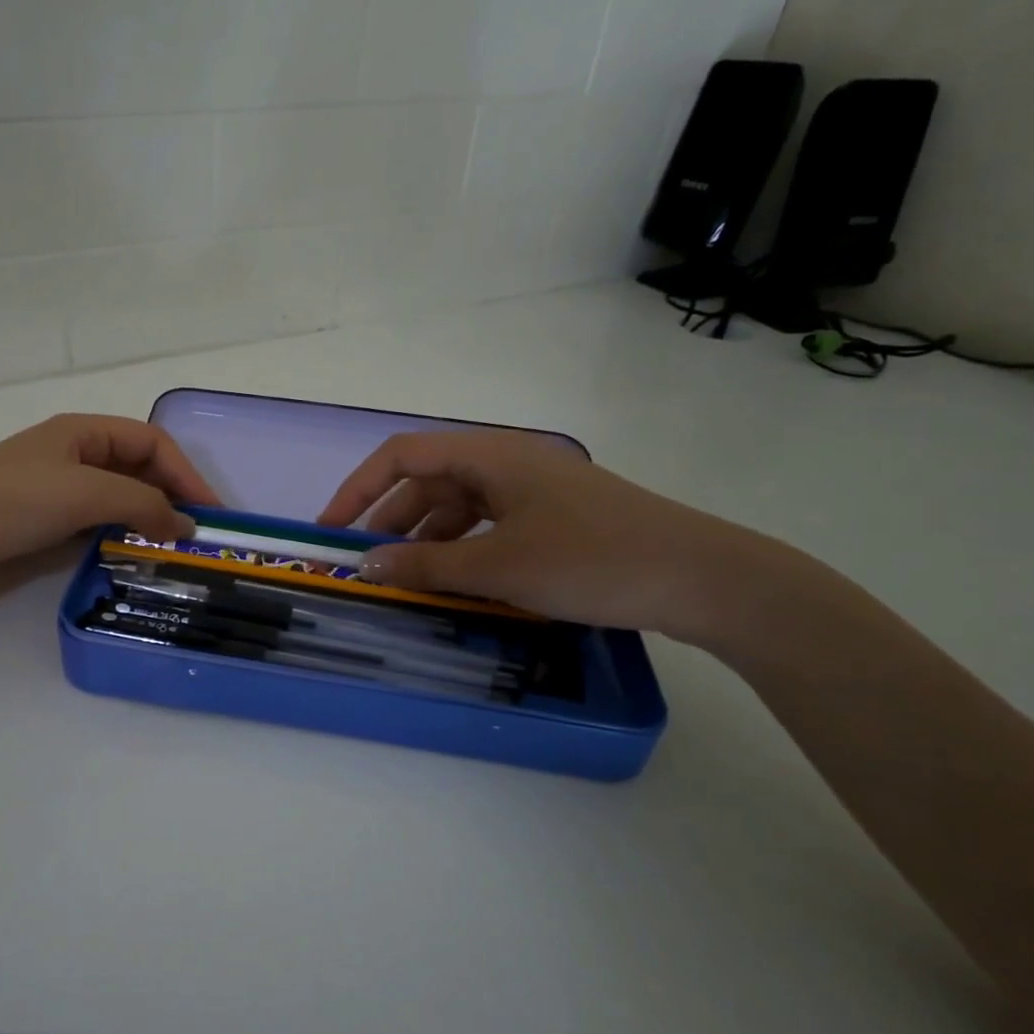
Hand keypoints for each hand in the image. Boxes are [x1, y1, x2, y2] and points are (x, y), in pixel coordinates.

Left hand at [0, 414, 215, 603]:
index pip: (152, 443)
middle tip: (198, 538)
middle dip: (171, 498)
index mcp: (83, 432)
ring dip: (147, 522)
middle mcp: (75, 457)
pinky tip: (135, 559)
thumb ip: (142, 504)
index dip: (186, 473)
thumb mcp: (85, 493)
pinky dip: (120, 539)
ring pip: (118, 502)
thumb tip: (186, 526)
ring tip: (175, 553)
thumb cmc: (11, 502)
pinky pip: (96, 527)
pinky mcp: (45, 526)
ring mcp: (58, 493)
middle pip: (138, 471)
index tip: (211, 514)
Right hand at [316, 430, 775, 639]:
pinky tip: (454, 579)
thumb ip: (426, 565)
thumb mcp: (498, 567)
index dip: (359, 488)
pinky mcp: (554, 516)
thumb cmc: (590, 561)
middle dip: (390, 519)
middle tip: (365, 562)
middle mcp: (507, 462)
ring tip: (404, 579)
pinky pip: (488, 524)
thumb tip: (366, 565)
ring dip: (425, 537)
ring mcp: (533, 489)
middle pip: (429, 480)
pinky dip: (461, 547)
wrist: (701, 578)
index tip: (332, 527)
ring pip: (459, 505)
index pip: (403, 455)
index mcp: (490, 455)